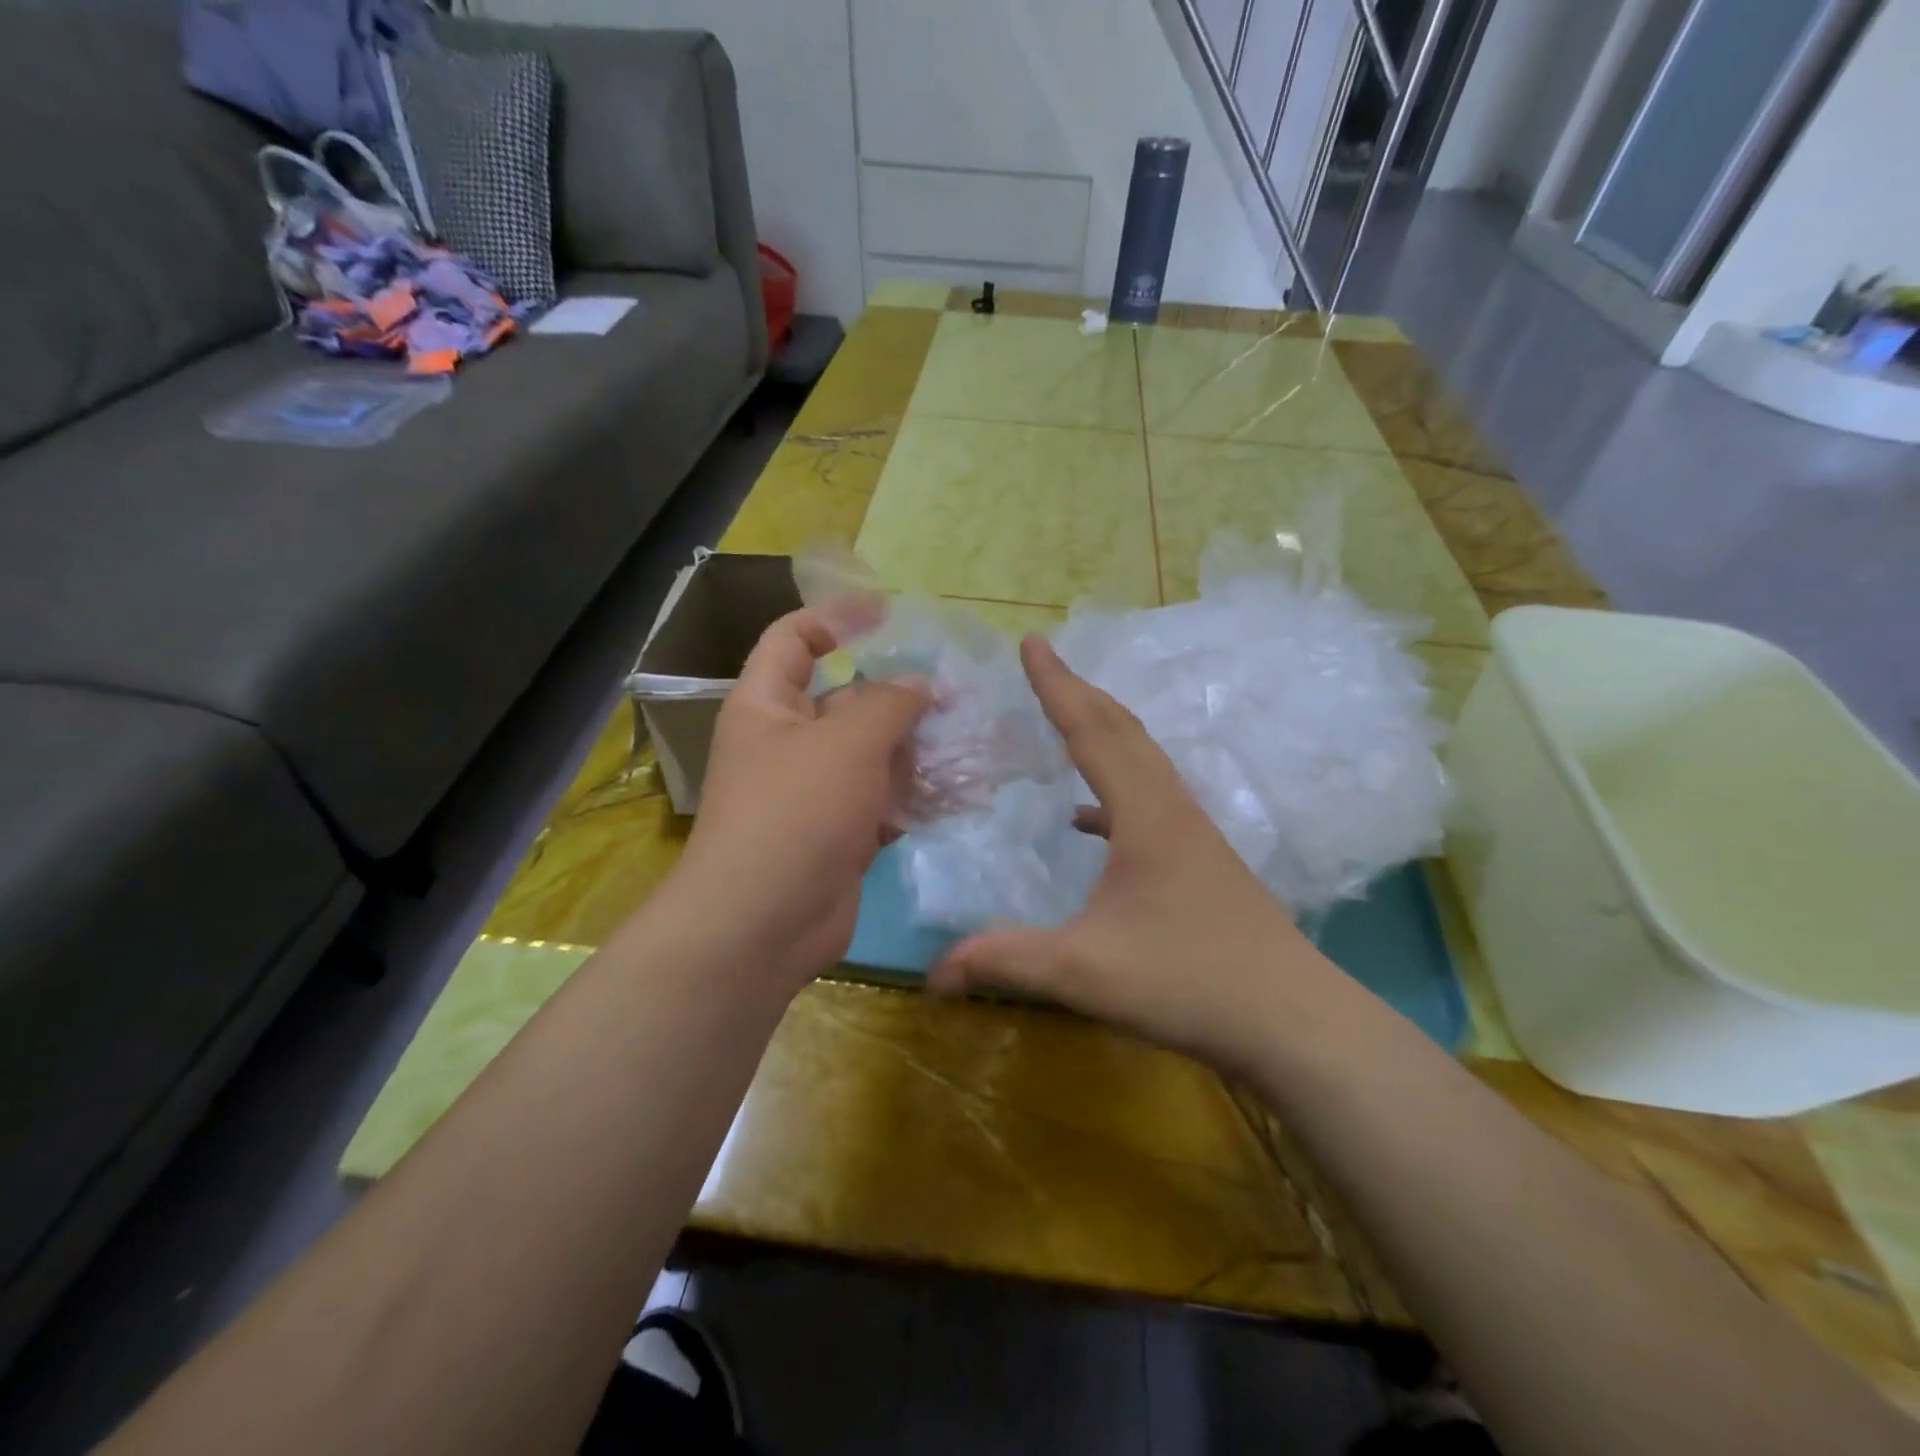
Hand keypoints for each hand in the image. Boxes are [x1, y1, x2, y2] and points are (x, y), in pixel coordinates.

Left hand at [673, 608, 929, 992]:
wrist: (763, 925)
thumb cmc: (795, 813)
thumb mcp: (846, 743)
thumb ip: (889, 704)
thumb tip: (920, 684)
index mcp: (767, 704)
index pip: (794, 639)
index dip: (837, 618)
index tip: (890, 617)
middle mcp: (789, 741)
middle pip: (847, 698)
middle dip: (899, 694)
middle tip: (958, 692)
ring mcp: (816, 790)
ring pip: (872, 753)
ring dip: (917, 747)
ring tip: (971, 739)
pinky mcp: (840, 832)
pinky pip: (882, 799)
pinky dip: (914, 794)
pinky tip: (958, 791)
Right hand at [929, 636, 1335, 1074]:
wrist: (1293, 1020)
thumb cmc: (1189, 982)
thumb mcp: (1084, 972)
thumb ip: (1006, 960)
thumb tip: (933, 972)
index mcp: (1144, 815)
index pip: (1092, 732)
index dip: (1057, 685)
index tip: (1031, 642)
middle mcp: (1171, 809)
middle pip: (1123, 731)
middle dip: (1080, 692)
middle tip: (1044, 663)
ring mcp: (1192, 833)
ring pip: (1142, 761)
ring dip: (1103, 731)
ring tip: (1066, 718)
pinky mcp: (1201, 860)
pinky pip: (1149, 801)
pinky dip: (1114, 789)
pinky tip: (1088, 819)